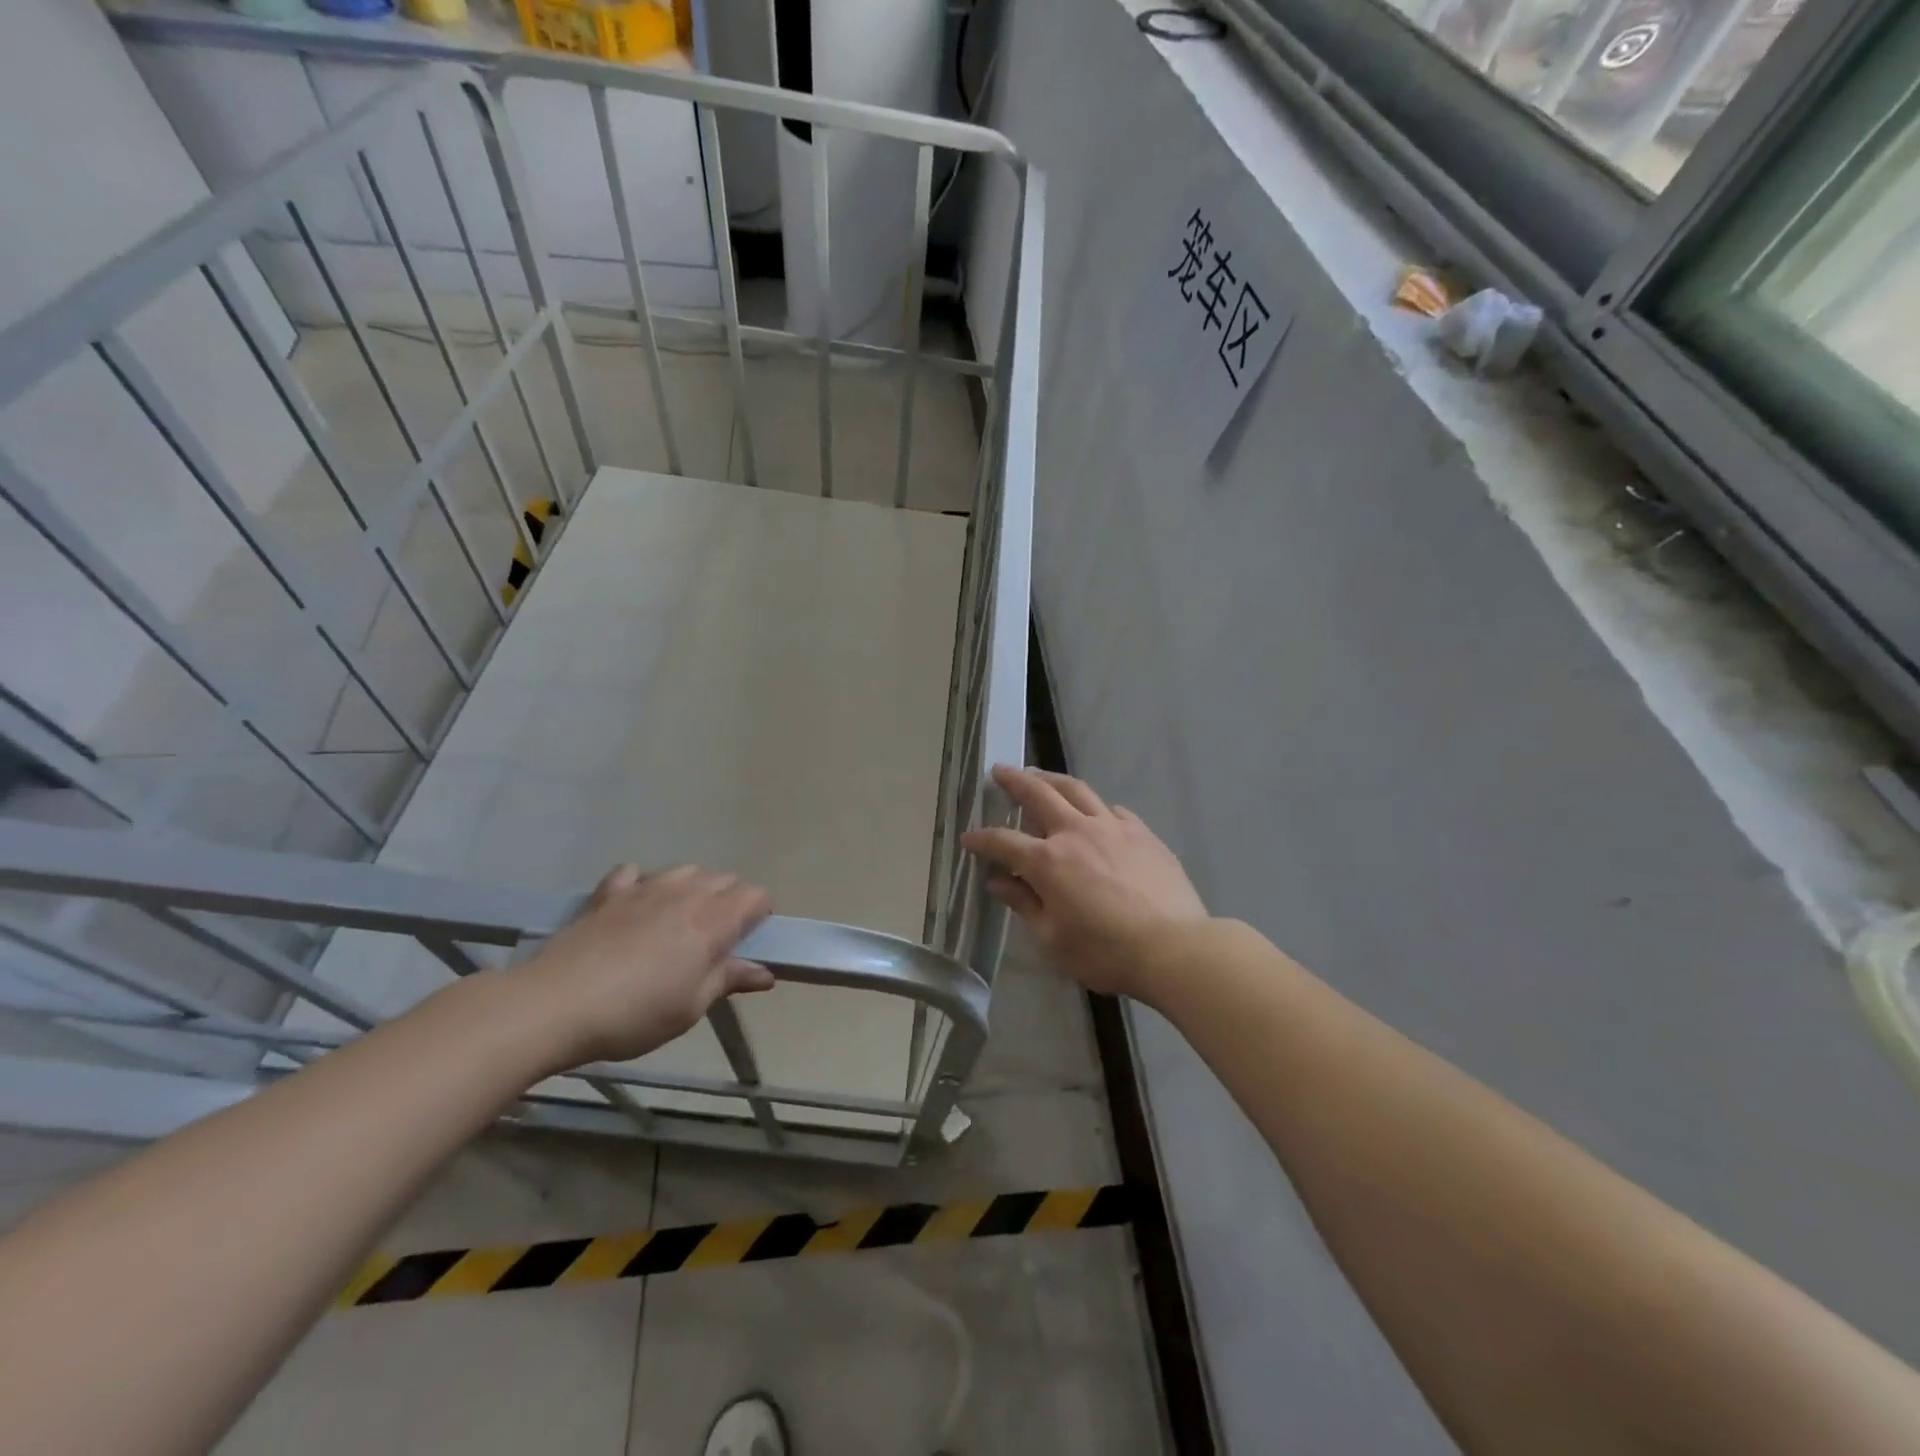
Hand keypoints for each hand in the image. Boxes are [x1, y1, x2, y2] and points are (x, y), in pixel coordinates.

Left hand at [511, 864, 773, 1067]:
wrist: (555, 1005)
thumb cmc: (635, 1013)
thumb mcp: (691, 1007)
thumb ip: (729, 980)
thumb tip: (765, 974)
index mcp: (713, 921)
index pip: (754, 895)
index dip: (759, 914)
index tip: (748, 941)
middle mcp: (685, 893)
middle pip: (724, 879)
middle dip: (730, 901)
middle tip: (715, 940)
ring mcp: (644, 888)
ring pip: (685, 870)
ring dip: (692, 888)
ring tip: (679, 922)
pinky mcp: (608, 893)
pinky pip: (634, 873)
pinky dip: (643, 883)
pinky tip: (635, 906)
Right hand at [961, 765, 1208, 1001]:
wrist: (1174, 946)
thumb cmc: (1105, 951)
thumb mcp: (1053, 938)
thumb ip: (1025, 904)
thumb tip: (998, 882)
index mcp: (1048, 861)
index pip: (1003, 841)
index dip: (982, 839)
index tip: (969, 838)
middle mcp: (1076, 832)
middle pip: (1038, 794)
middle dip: (1014, 781)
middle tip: (1000, 771)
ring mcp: (1112, 827)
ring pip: (1076, 790)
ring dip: (1052, 779)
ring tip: (1040, 775)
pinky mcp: (1142, 832)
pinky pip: (1111, 809)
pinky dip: (1094, 806)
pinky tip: (1094, 813)